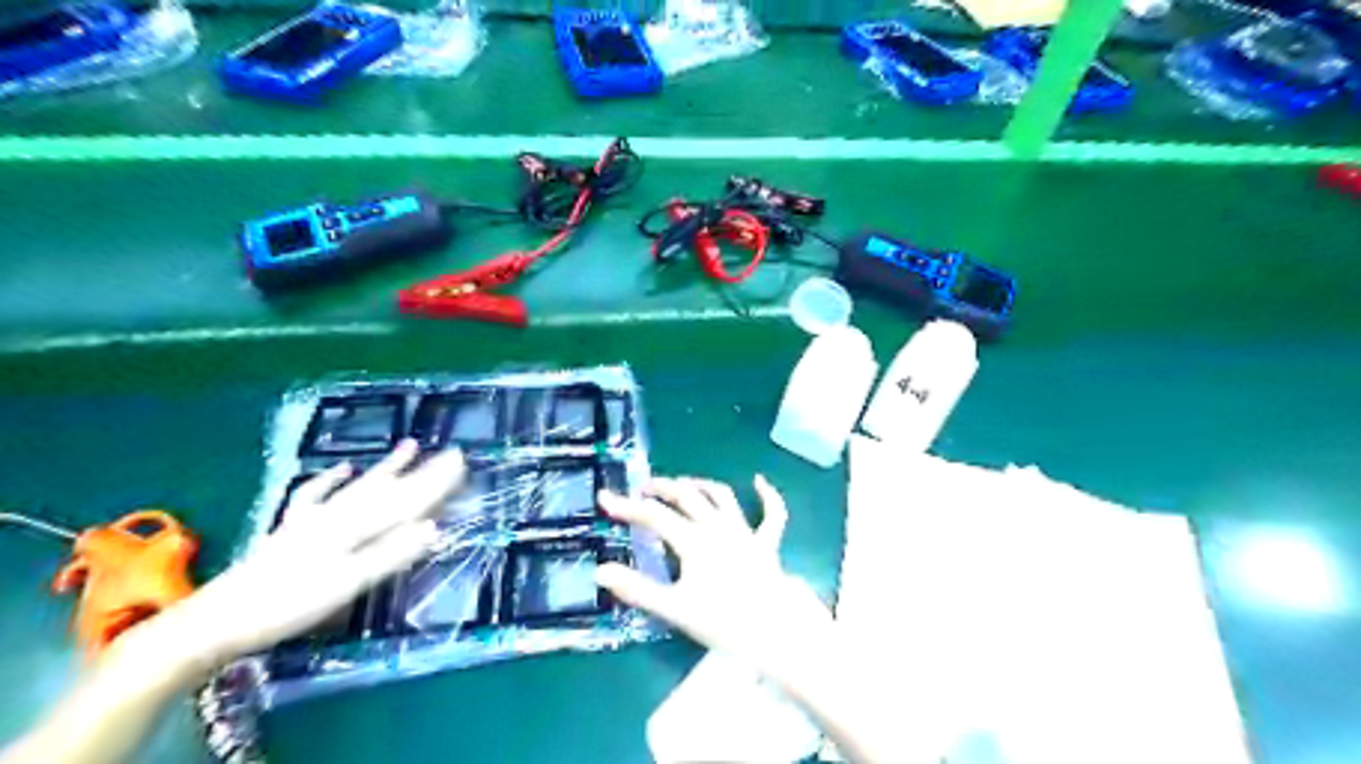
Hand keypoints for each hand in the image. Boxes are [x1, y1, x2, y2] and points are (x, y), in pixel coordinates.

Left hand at [141, 441, 462, 673]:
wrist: (217, 620)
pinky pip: (317, 496)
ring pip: (360, 487)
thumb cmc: (287, 605)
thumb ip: (390, 554)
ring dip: (386, 468)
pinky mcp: (292, 530)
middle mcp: (338, 516)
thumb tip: (435, 527)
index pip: (407, 501)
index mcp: (354, 528)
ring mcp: (313, 520)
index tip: (463, 463)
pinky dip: (332, 480)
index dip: (436, 483)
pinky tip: (342, 469)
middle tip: (452, 454)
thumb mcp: (346, 584)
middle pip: (389, 489)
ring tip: (411, 447)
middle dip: (422, 472)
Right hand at [597, 476, 834, 683]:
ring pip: (721, 496)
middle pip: (686, 496)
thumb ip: (637, 589)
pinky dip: (767, 495)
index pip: (653, 516)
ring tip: (683, 484)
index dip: (626, 506)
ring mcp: (745, 532)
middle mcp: (717, 527)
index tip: (604, 499)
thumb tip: (600, 571)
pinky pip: (772, 513)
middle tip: (643, 489)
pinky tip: (759, 481)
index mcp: (693, 540)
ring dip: (700, 485)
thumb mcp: (674, 608)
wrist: (774, 630)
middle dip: (663, 488)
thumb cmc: (722, 621)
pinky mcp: (767, 543)